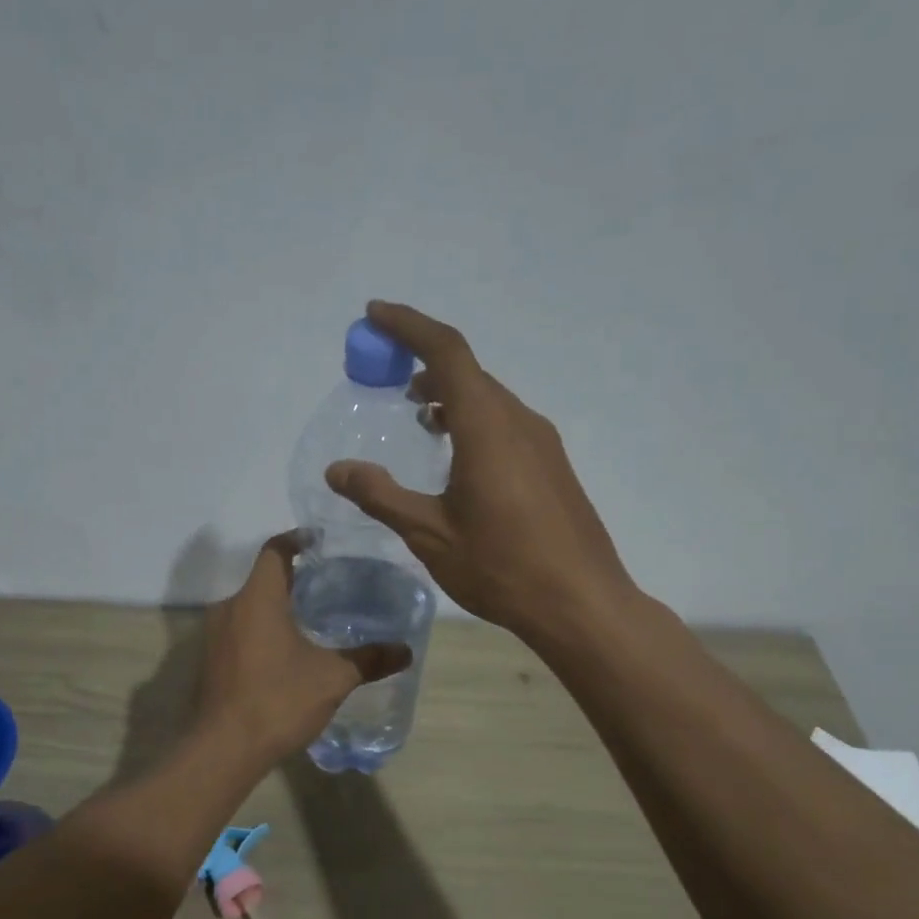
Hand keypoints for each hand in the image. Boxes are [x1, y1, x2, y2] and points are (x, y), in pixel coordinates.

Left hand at [195, 532, 411, 765]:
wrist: (224, 749)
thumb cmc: (278, 700)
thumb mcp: (332, 679)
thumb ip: (368, 660)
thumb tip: (406, 651)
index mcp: (258, 598)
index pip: (275, 551)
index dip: (296, 540)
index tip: (317, 541)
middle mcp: (230, 608)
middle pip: (262, 580)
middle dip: (292, 580)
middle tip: (325, 587)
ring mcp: (214, 636)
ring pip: (249, 608)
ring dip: (275, 609)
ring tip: (309, 621)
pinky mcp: (210, 661)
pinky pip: (239, 632)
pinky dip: (261, 632)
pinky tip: (284, 655)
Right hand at [325, 300, 634, 646]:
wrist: (581, 603)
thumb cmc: (501, 566)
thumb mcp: (429, 534)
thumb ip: (381, 496)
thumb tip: (337, 469)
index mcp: (487, 426)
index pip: (447, 352)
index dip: (410, 326)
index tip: (374, 315)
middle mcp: (518, 421)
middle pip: (468, 371)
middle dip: (424, 361)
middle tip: (386, 373)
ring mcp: (542, 443)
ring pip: (489, 399)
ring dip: (450, 394)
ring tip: (417, 411)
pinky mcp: (552, 466)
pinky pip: (505, 423)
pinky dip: (472, 419)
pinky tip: (456, 453)